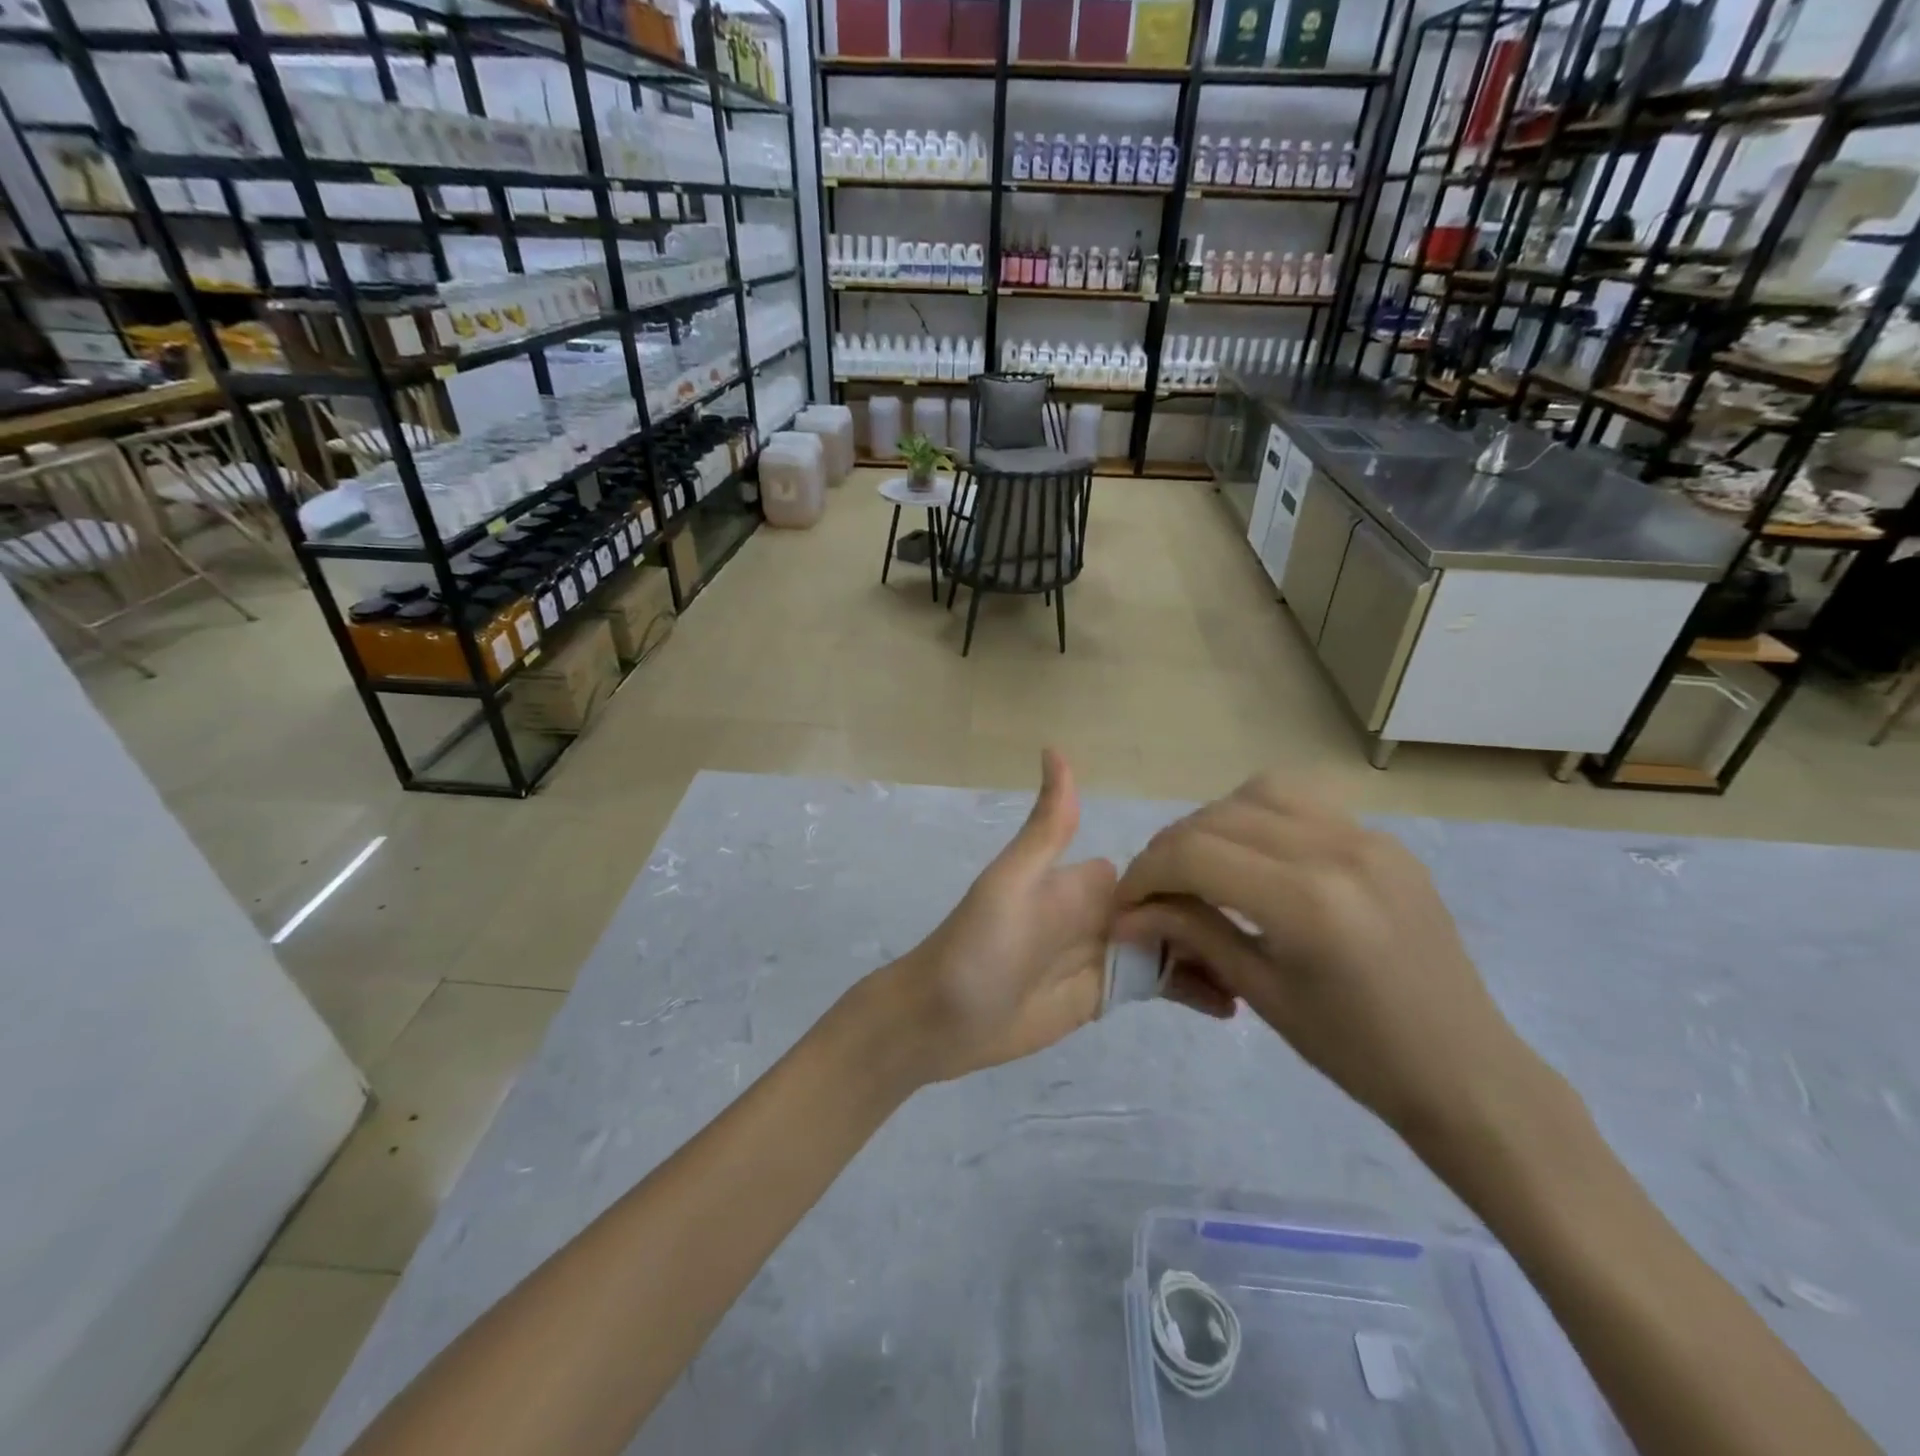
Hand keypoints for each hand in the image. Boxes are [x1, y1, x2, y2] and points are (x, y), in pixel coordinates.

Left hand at [876, 750, 1236, 1085]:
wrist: (943, 1019)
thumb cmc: (980, 945)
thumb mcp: (1013, 880)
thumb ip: (1048, 826)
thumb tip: (1055, 747)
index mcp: (1086, 882)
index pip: (1158, 872)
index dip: (1199, 878)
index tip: (1253, 887)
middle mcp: (1102, 914)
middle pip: (1174, 913)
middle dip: (1217, 925)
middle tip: (1277, 944)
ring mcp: (1106, 956)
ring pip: (1174, 950)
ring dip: (1214, 959)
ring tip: (1269, 978)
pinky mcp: (1104, 996)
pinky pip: (1158, 988)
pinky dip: (1193, 992)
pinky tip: (1234, 1007)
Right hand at [1114, 775, 1543, 1148]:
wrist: (1466, 1071)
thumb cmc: (1357, 1054)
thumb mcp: (1261, 994)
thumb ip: (1192, 934)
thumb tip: (1128, 913)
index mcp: (1307, 902)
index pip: (1193, 854)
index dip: (1145, 873)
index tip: (1126, 903)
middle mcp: (1336, 850)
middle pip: (1217, 818)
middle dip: (1170, 850)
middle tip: (1155, 891)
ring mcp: (1367, 837)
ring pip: (1257, 793)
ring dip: (1213, 822)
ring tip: (1203, 865)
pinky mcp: (1384, 839)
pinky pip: (1302, 803)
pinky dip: (1259, 817)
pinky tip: (1255, 857)